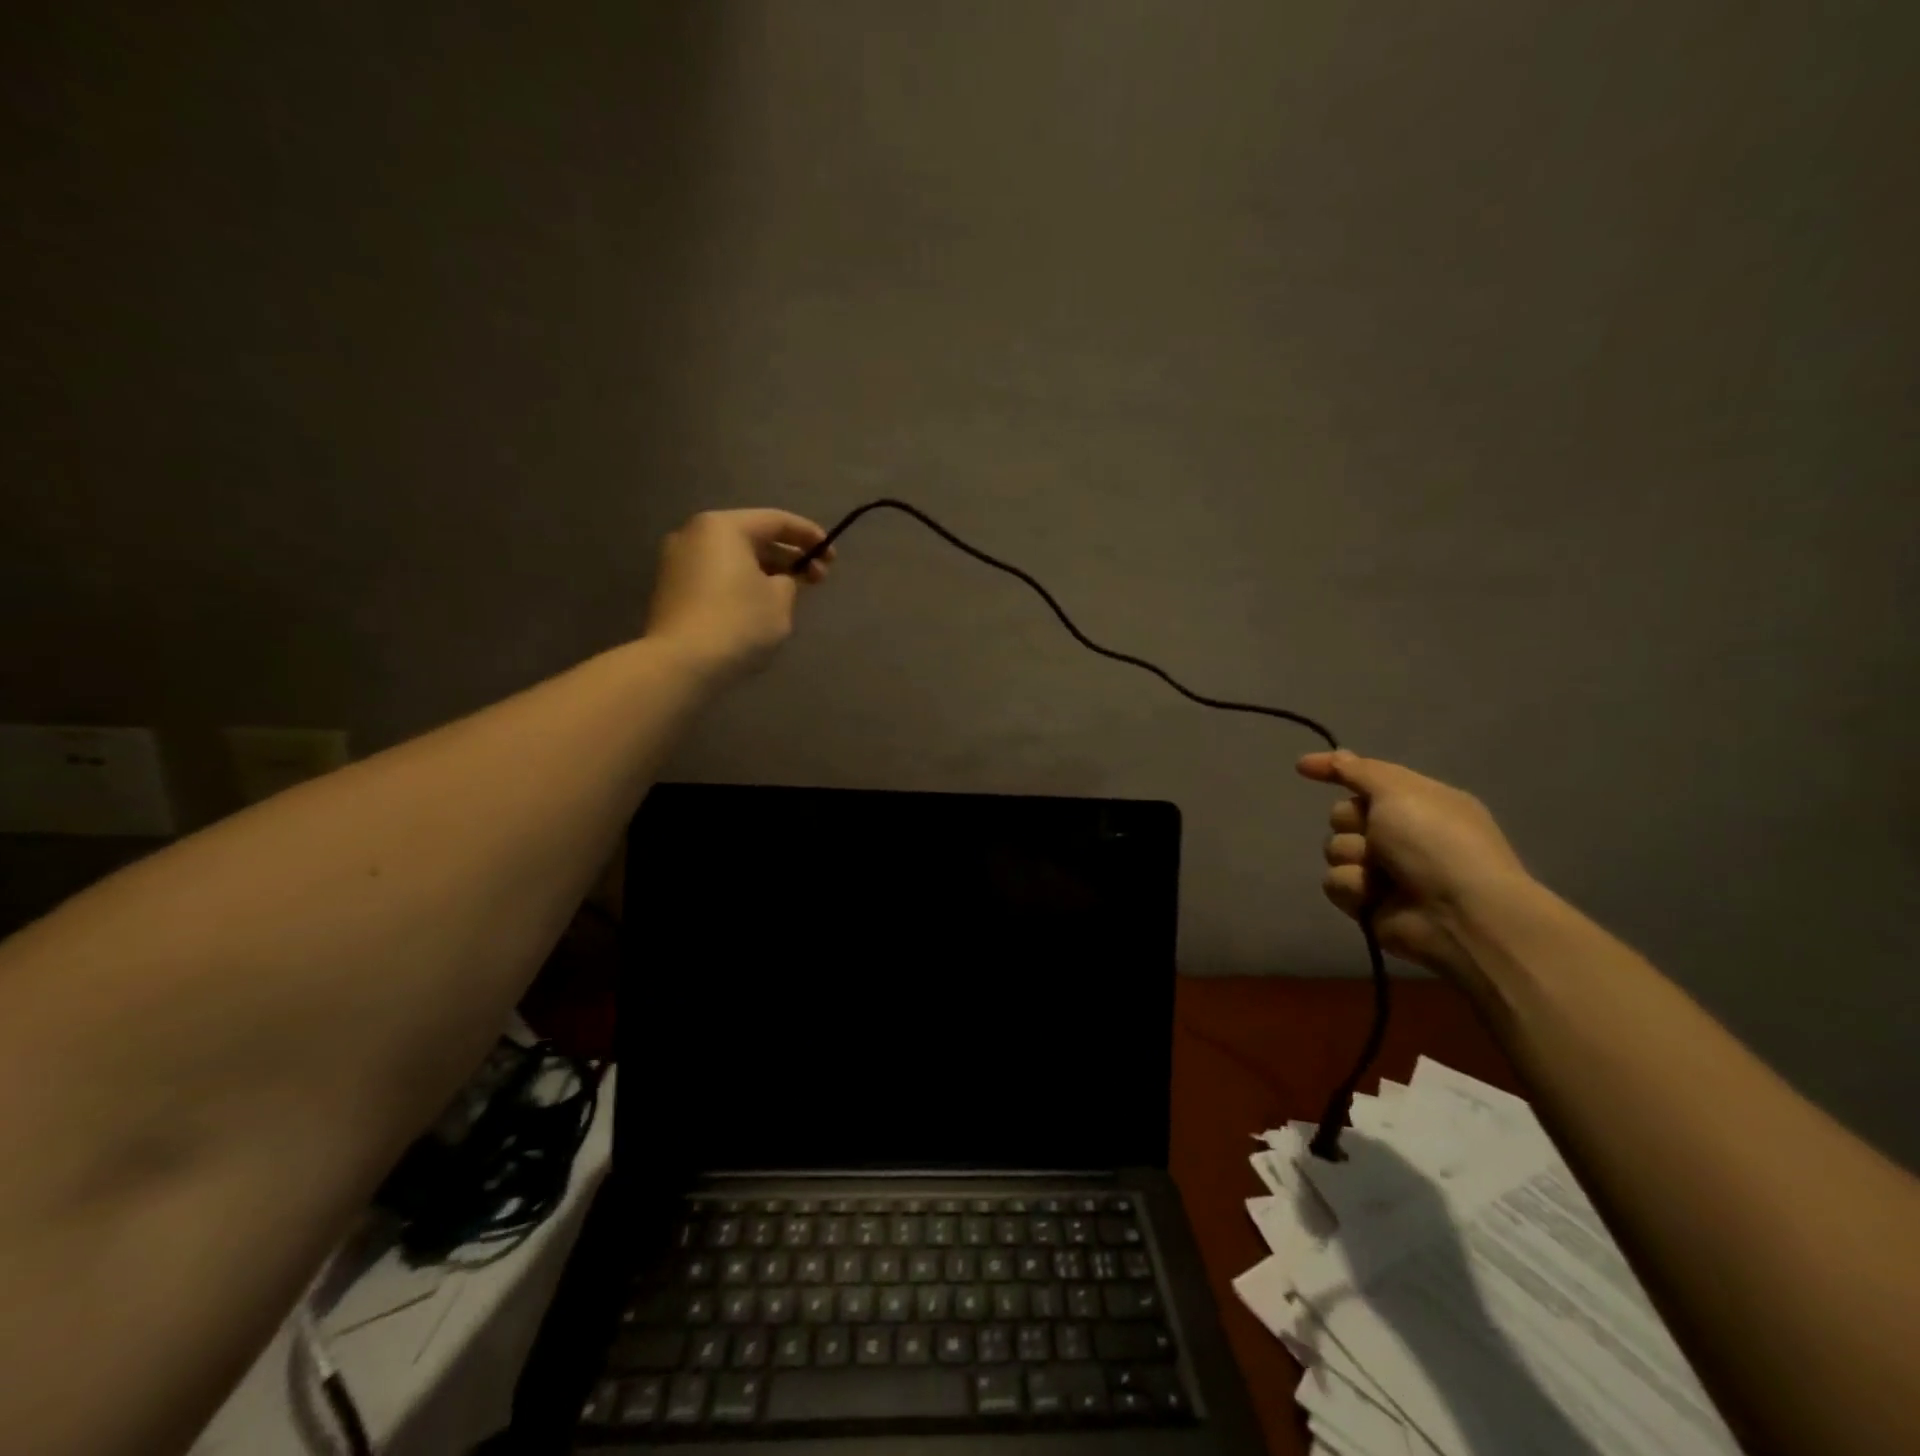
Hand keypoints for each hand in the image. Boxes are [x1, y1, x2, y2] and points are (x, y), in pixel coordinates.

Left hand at [644, 509, 833, 677]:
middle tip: (818, 579)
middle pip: (752, 538)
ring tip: (791, 595)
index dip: (809, 536)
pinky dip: (742, 585)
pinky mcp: (672, 590)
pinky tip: (761, 607)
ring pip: (734, 559)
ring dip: (766, 572)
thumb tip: (779, 581)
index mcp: (723, 527)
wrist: (681, 663)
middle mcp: (695, 535)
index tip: (832, 556)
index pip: (776, 521)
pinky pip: (717, 577)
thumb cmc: (737, 622)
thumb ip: (789, 581)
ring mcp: (677, 562)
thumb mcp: (779, 601)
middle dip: (788, 557)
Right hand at [1296, 750, 1534, 984]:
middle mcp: (1400, 833)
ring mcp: (1384, 869)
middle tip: (1375, 835)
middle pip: (1343, 814)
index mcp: (1418, 802)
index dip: (1336, 770)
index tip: (1302, 767)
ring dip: (1353, 857)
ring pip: (1335, 849)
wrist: (1458, 914)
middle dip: (1351, 822)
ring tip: (1379, 873)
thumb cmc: (1436, 843)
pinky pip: (1336, 883)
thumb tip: (1336, 755)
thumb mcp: (1401, 792)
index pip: (1366, 777)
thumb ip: (1360, 771)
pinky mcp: (1368, 901)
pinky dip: (1353, 887)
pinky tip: (1374, 896)